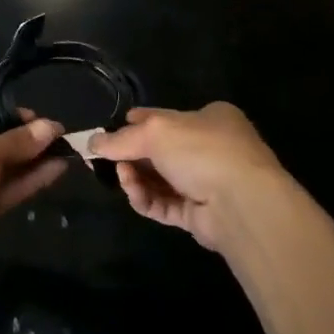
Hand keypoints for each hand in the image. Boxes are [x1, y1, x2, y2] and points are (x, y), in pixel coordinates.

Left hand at [0, 110, 66, 296]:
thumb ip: (16, 141)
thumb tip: (50, 126)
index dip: (7, 119)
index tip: (39, 120)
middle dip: (24, 141)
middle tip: (58, 136)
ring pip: (2, 171)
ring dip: (32, 161)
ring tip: (64, 150)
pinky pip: (7, 192)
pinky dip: (30, 181)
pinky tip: (57, 170)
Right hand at [90, 103, 297, 255]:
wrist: (243, 204)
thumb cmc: (202, 150)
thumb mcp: (156, 131)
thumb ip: (121, 138)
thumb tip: (91, 142)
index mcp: (210, 119)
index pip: (165, 118)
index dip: (136, 124)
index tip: (108, 133)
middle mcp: (211, 149)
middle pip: (159, 151)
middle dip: (131, 154)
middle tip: (105, 157)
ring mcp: (206, 183)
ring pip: (159, 179)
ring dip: (135, 177)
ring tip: (122, 175)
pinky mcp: (198, 215)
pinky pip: (163, 204)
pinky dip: (145, 198)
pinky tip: (132, 191)